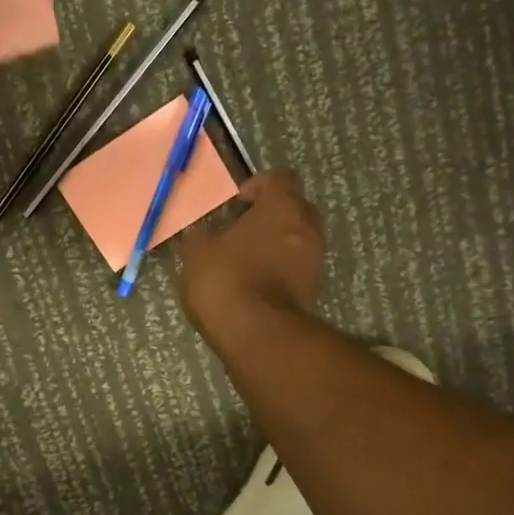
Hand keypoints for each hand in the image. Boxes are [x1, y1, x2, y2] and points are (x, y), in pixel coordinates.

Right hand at [178, 169, 325, 329]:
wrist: (258, 336)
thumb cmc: (226, 280)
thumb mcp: (198, 253)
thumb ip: (202, 235)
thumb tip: (202, 233)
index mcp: (283, 207)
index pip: (280, 178)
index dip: (258, 185)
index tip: (238, 203)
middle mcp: (308, 228)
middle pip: (293, 208)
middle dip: (269, 216)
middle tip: (240, 231)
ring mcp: (315, 261)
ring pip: (296, 240)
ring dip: (275, 245)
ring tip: (244, 262)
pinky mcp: (314, 291)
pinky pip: (296, 269)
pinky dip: (279, 271)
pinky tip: (253, 286)